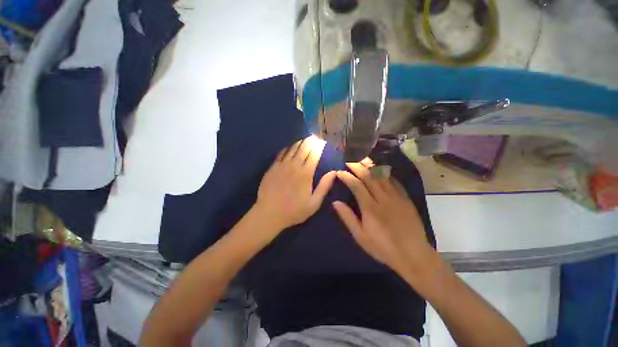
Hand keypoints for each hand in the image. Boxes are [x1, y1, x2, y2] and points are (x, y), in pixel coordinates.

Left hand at [255, 136, 335, 230]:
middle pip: (304, 148)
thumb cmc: (294, 210)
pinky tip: (290, 147)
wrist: (269, 213)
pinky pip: (281, 153)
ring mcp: (282, 165)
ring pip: (292, 148)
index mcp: (306, 173)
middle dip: (310, 141)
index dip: (319, 146)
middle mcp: (294, 165)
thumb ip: (324, 186)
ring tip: (305, 139)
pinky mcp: (273, 167)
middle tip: (315, 137)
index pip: (314, 154)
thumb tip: (334, 172)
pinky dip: (287, 148)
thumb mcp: (314, 203)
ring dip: (300, 142)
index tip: (322, 141)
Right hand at [333, 158, 436, 281]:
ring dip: (371, 166)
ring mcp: (397, 197)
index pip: (356, 186)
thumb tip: (335, 202)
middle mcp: (383, 199)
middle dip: (358, 166)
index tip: (340, 172)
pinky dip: (386, 174)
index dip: (347, 177)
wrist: (413, 255)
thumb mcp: (361, 237)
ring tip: (363, 159)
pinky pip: (395, 182)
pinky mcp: (406, 199)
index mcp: (370, 208)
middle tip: (350, 160)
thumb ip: (348, 218)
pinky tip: (381, 170)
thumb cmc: (383, 248)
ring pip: (382, 176)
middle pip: (369, 177)